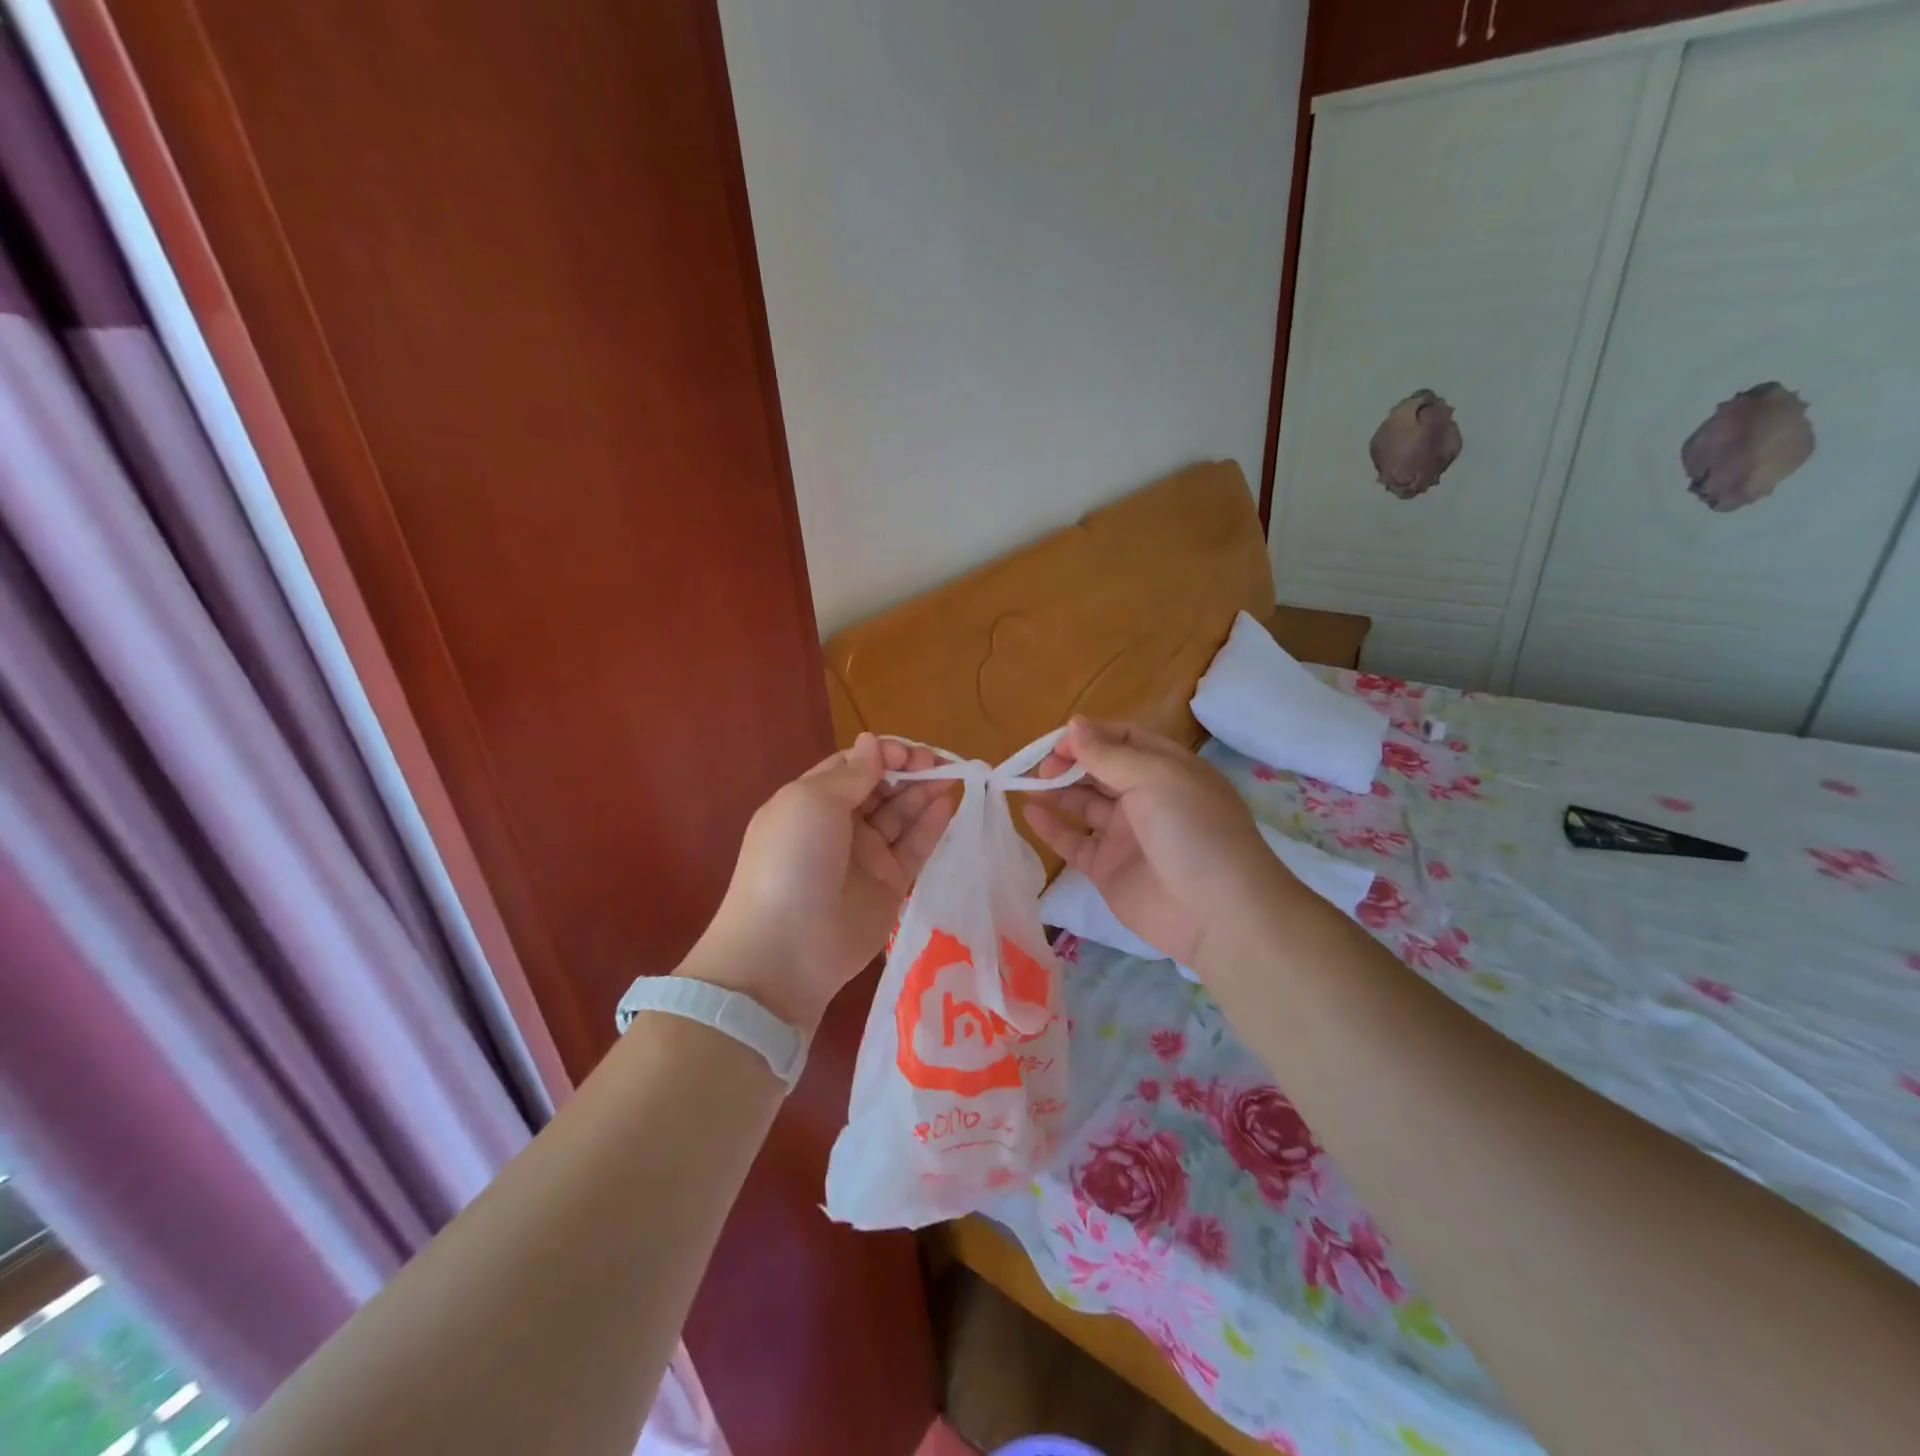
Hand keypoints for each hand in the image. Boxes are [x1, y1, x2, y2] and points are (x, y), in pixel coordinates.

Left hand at [686, 734, 955, 1029]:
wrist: (788, 947)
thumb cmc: (793, 860)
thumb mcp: (812, 802)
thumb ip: (852, 773)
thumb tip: (872, 742)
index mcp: (812, 801)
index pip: (853, 766)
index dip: (882, 754)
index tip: (906, 754)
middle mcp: (840, 825)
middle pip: (881, 788)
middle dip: (908, 770)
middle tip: (936, 764)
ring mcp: (866, 856)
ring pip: (901, 815)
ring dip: (924, 793)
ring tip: (951, 777)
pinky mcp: (891, 885)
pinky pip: (915, 848)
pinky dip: (932, 825)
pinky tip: (947, 805)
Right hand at [1024, 717, 1284, 968]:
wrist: (1217, 913)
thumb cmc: (1193, 830)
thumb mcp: (1156, 778)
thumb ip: (1109, 754)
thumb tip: (1074, 725)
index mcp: (1166, 769)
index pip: (1123, 740)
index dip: (1090, 736)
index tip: (1058, 742)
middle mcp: (1146, 798)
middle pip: (1099, 771)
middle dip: (1068, 763)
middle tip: (1039, 767)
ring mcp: (1126, 835)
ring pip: (1083, 804)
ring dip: (1056, 791)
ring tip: (1025, 784)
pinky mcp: (1108, 869)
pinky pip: (1074, 841)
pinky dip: (1051, 827)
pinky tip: (1029, 812)